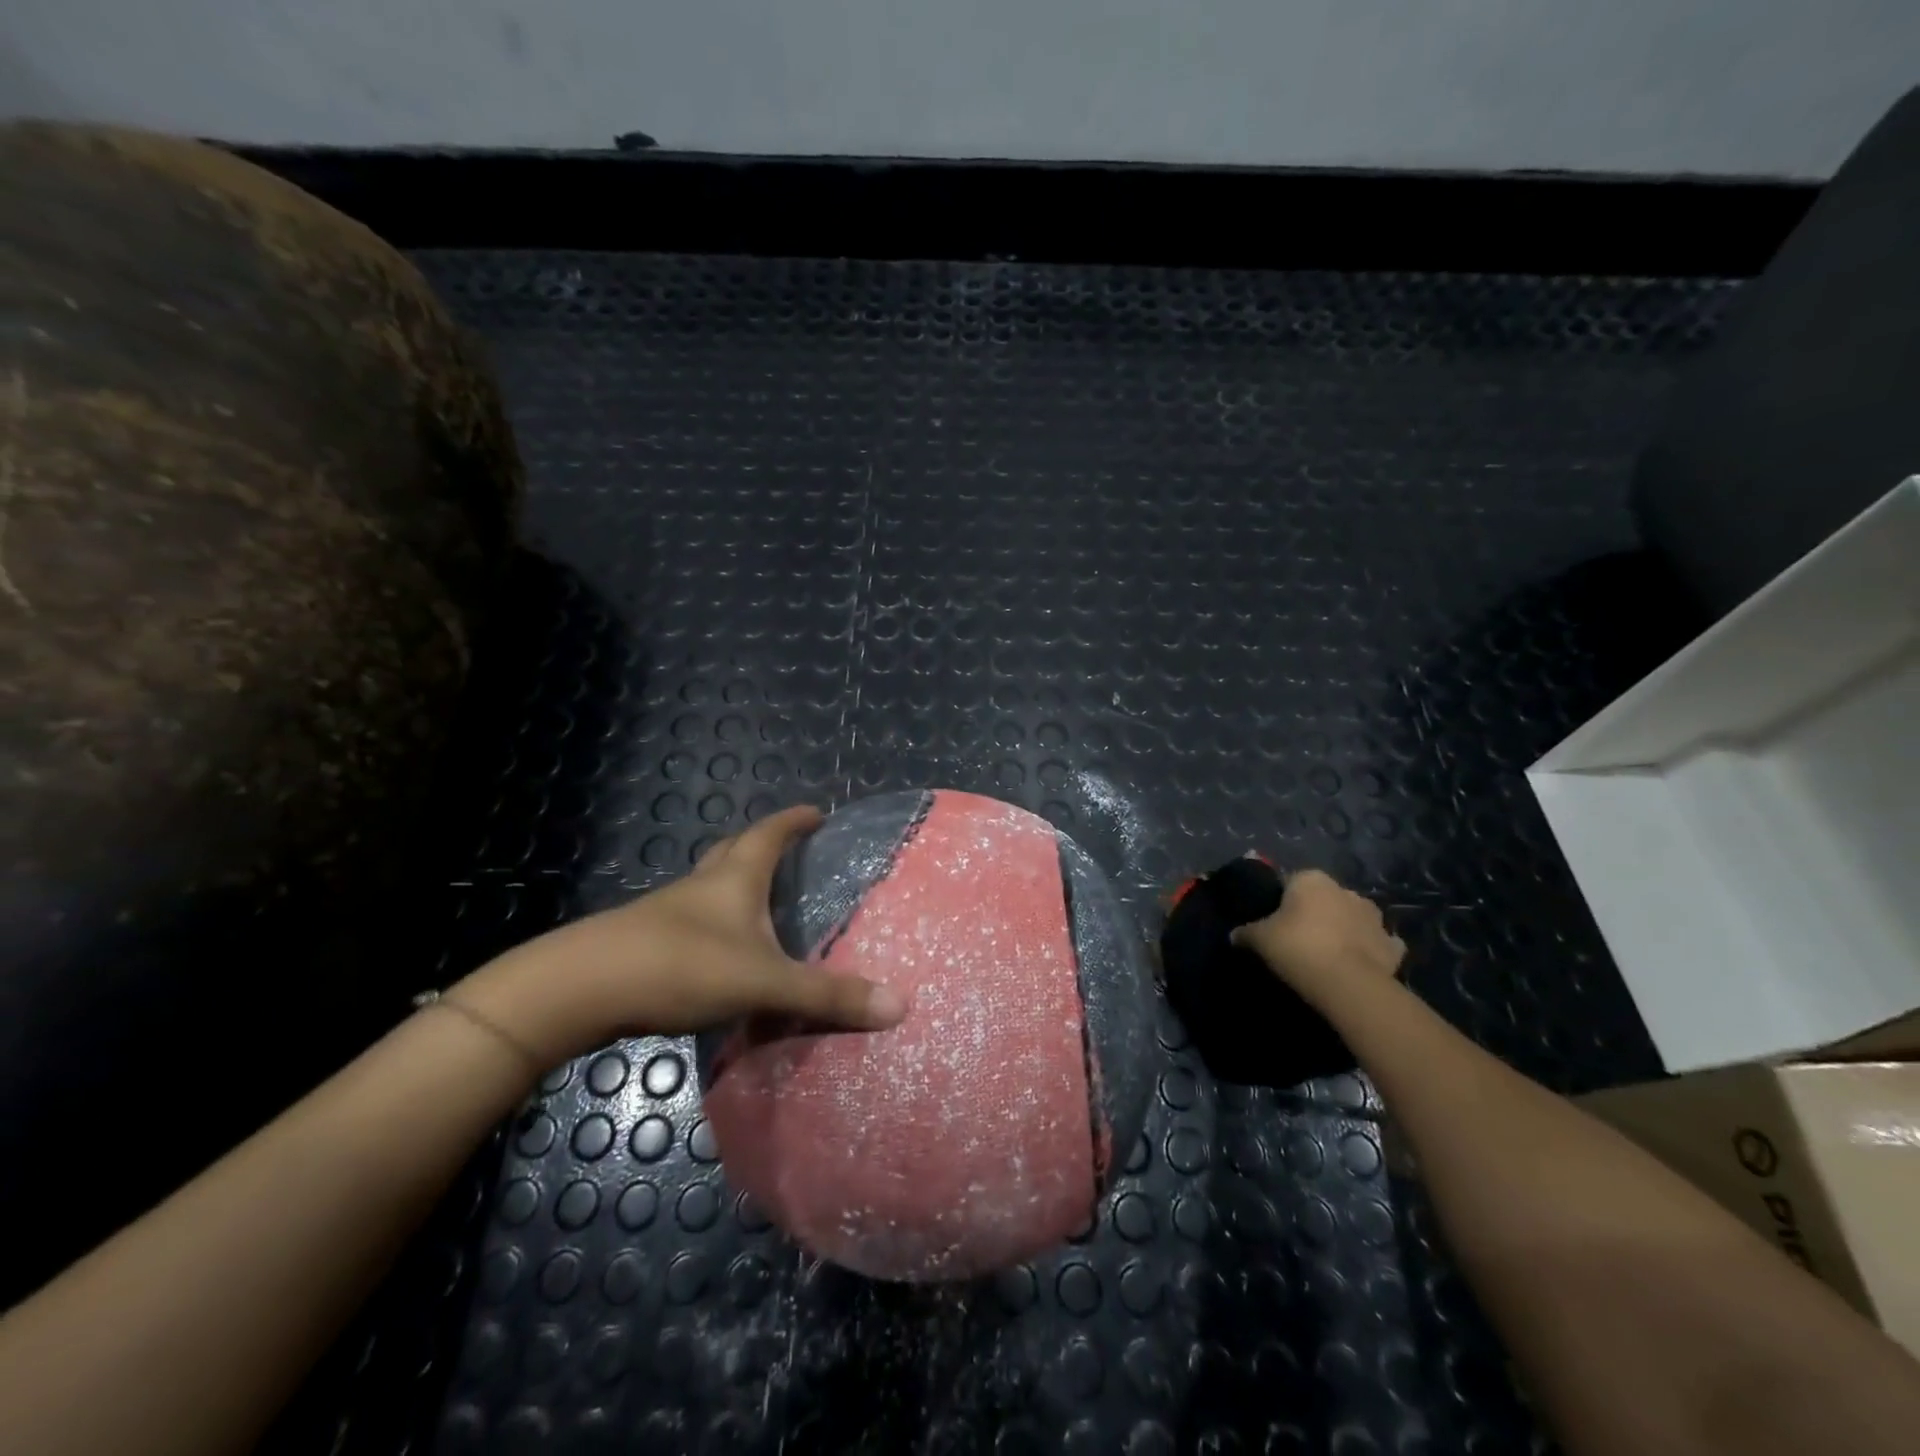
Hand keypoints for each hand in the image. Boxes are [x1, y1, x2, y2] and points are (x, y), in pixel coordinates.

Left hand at [454, 805, 906, 1065]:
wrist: (578, 989)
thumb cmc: (680, 965)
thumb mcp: (762, 982)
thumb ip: (826, 995)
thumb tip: (899, 1006)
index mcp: (733, 878)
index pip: (769, 834)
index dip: (793, 820)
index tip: (815, 812)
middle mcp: (700, 886)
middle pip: (732, 851)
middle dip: (760, 845)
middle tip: (787, 853)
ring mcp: (667, 914)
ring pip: (707, 888)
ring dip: (732, 887)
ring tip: (760, 906)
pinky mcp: (644, 944)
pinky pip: (690, 924)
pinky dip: (712, 927)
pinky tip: (720, 957)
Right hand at [1230, 867, 1405, 1004]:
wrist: (1347, 983)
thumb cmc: (1297, 948)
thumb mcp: (1259, 939)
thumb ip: (1245, 932)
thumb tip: (1234, 935)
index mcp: (1311, 879)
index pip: (1291, 882)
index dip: (1281, 902)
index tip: (1273, 923)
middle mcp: (1345, 890)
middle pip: (1324, 899)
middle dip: (1315, 913)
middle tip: (1297, 939)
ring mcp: (1374, 917)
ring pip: (1352, 918)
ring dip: (1344, 929)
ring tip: (1327, 954)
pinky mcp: (1392, 945)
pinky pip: (1377, 943)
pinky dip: (1369, 950)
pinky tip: (1357, 964)